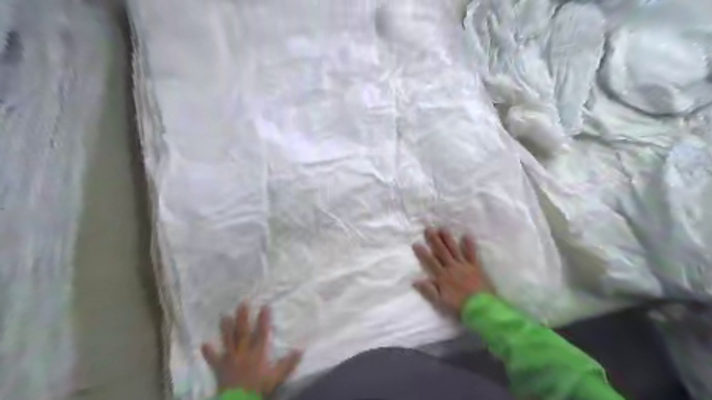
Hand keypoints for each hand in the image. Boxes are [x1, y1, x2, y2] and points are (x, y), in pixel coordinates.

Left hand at [202, 305, 300, 395]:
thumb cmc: (259, 388)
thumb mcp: (277, 376)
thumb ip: (288, 363)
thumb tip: (301, 349)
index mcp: (257, 352)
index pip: (262, 332)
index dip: (264, 319)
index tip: (265, 305)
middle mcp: (243, 351)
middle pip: (243, 331)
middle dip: (243, 317)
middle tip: (242, 303)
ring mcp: (230, 358)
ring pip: (228, 340)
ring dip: (226, 328)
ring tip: (224, 315)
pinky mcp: (220, 368)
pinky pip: (213, 359)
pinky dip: (208, 352)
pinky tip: (203, 344)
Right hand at [412, 229, 495, 315]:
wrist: (481, 309)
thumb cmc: (459, 307)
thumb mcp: (440, 302)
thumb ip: (428, 291)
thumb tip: (415, 281)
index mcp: (442, 277)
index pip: (430, 262)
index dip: (422, 252)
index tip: (416, 243)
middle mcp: (452, 268)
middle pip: (441, 251)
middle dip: (434, 240)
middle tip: (428, 228)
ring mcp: (464, 266)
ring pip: (454, 249)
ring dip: (448, 238)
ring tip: (443, 228)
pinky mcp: (476, 267)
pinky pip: (471, 253)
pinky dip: (469, 244)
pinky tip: (466, 234)